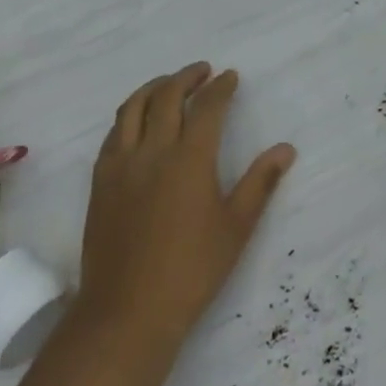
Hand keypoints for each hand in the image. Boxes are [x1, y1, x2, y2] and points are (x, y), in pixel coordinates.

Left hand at [78, 63, 295, 356]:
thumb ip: (259, 183)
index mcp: (189, 159)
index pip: (207, 107)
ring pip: (133, 108)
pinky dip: (129, 115)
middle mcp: (152, 151)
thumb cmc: (191, 271)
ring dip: (154, 88)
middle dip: (186, 77)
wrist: (126, 313)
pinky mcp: (100, 182)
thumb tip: (286, 149)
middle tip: (202, 72)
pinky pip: (113, 134)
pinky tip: (137, 122)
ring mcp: (121, 165)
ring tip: (168, 84)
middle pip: (166, 96)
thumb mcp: (236, 228)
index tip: (230, 77)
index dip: (220, 88)